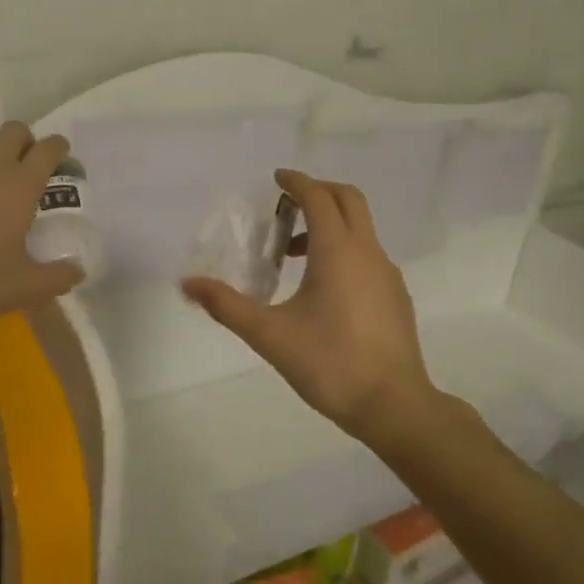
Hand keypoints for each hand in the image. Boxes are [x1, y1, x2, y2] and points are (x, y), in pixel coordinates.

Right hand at [182, 169, 438, 441]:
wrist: (393, 405)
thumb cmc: (329, 363)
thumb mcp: (269, 334)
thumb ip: (226, 305)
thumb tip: (187, 284)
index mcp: (338, 250)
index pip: (318, 196)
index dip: (296, 181)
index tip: (277, 178)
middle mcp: (367, 251)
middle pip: (348, 200)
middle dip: (318, 192)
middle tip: (287, 206)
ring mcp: (387, 273)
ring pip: (360, 228)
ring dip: (330, 224)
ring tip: (295, 255)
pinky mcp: (396, 296)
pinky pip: (368, 254)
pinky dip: (345, 249)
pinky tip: (325, 288)